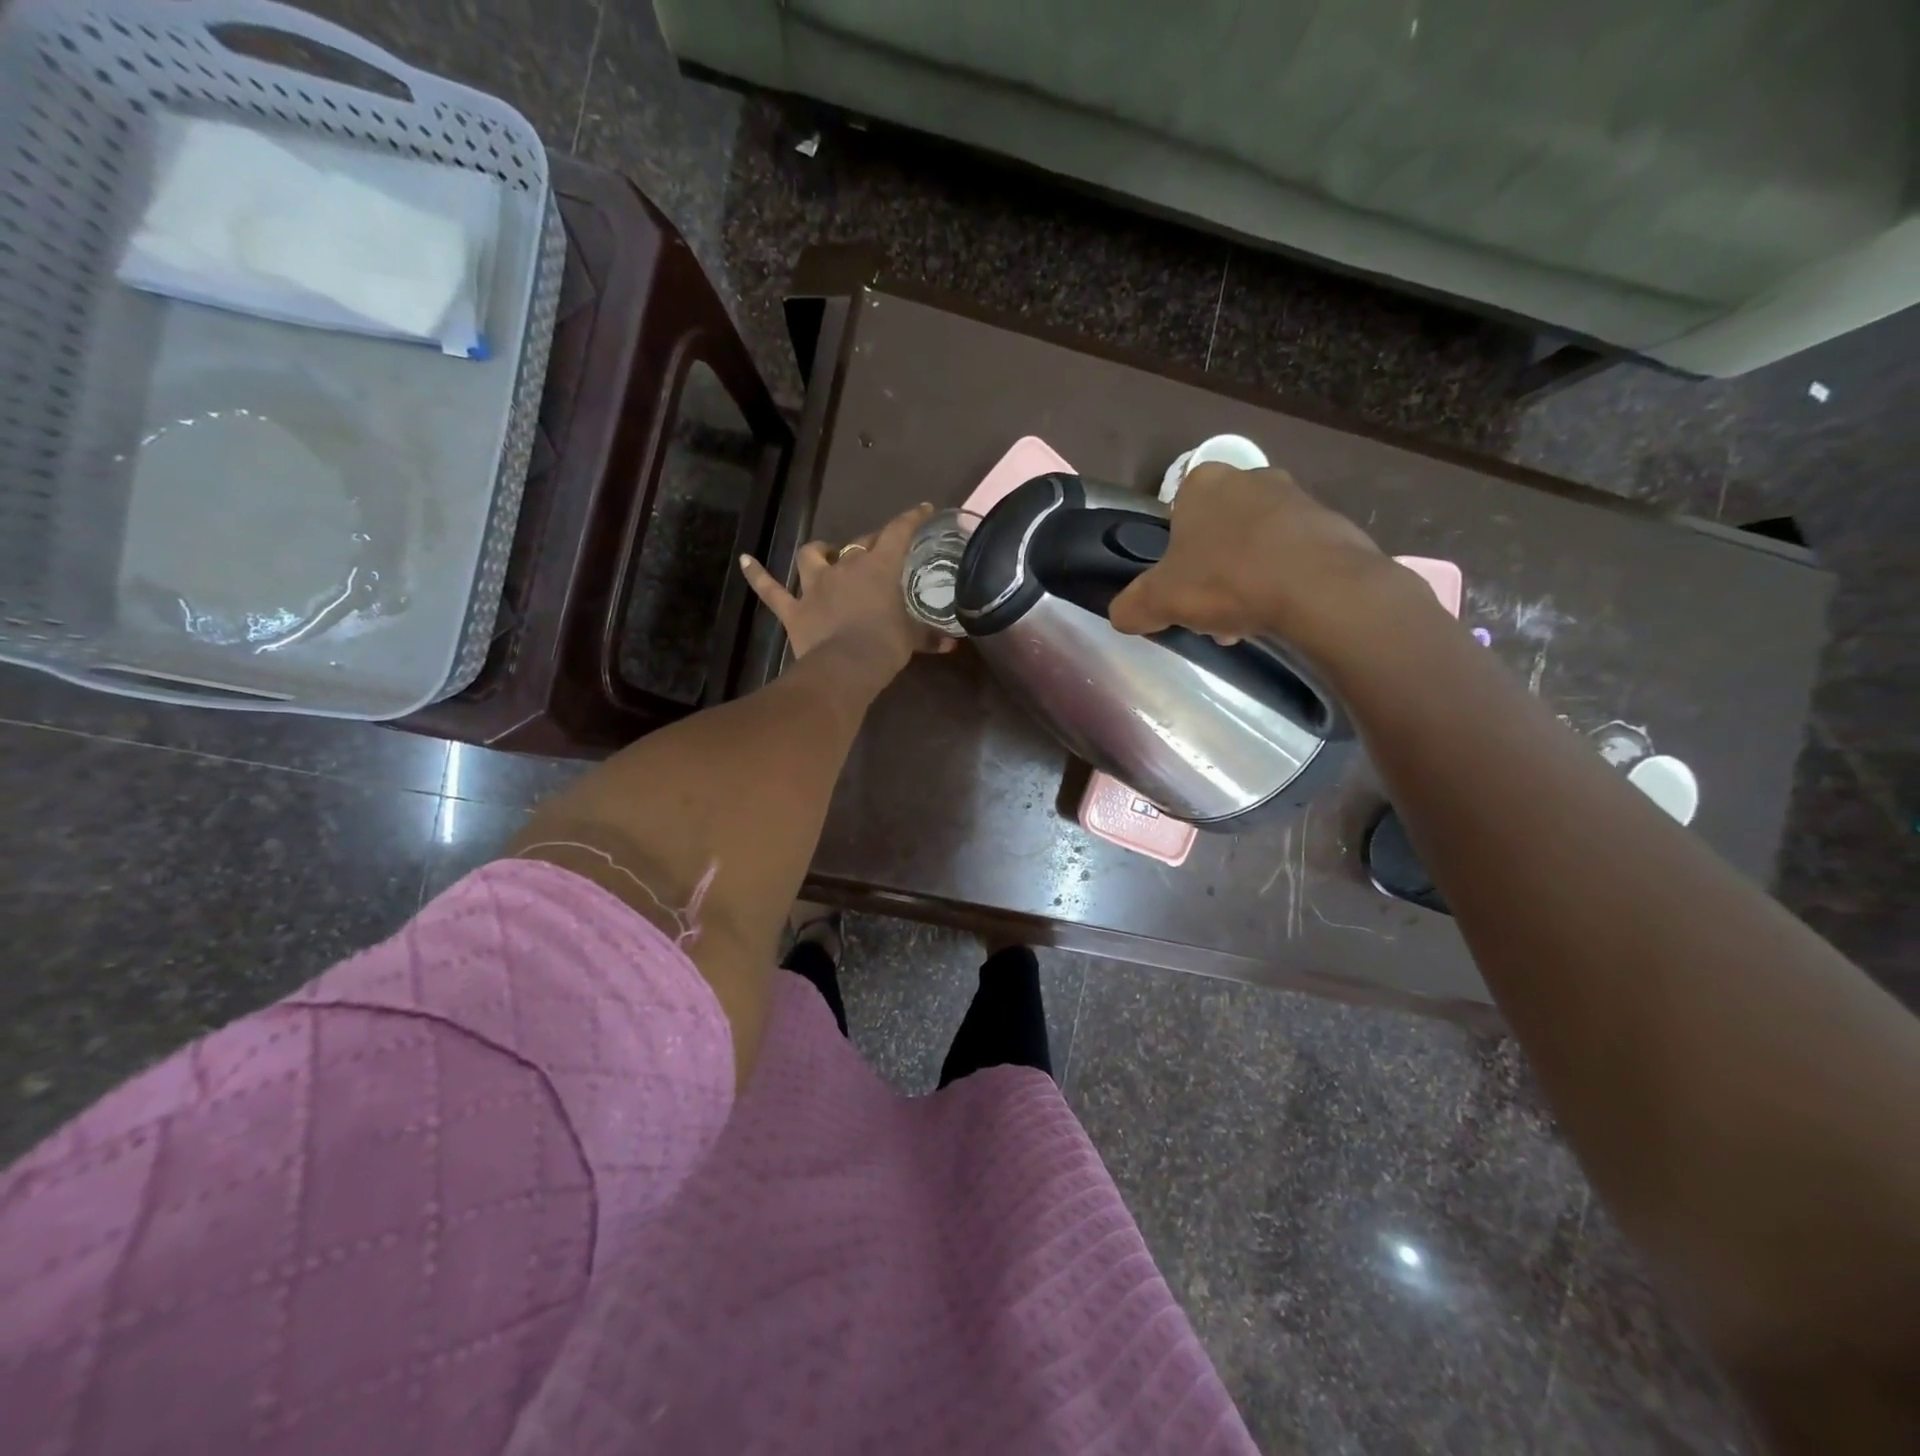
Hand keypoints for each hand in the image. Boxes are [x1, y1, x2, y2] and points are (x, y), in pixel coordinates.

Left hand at [739, 503, 956, 675]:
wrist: (846, 668)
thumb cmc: (884, 646)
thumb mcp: (912, 639)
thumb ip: (930, 637)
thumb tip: (952, 644)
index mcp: (878, 567)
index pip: (899, 532)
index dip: (912, 518)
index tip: (923, 509)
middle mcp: (845, 567)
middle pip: (859, 543)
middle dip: (871, 542)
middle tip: (881, 550)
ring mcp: (814, 586)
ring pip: (812, 556)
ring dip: (819, 552)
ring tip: (824, 553)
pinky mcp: (793, 608)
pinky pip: (770, 589)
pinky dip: (757, 575)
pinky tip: (744, 560)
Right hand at [1108, 463, 1415, 657]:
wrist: (1319, 588)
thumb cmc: (1227, 580)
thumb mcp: (1159, 601)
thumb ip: (1131, 607)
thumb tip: (1122, 615)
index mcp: (1203, 483)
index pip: (1176, 513)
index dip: (1175, 554)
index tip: (1181, 586)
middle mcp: (1250, 477)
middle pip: (1218, 530)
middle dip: (1213, 570)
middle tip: (1211, 610)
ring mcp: (1296, 496)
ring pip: (1256, 543)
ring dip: (1247, 578)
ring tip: (1247, 620)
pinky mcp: (1332, 523)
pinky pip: (1293, 554)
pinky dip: (1283, 580)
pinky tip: (1280, 612)